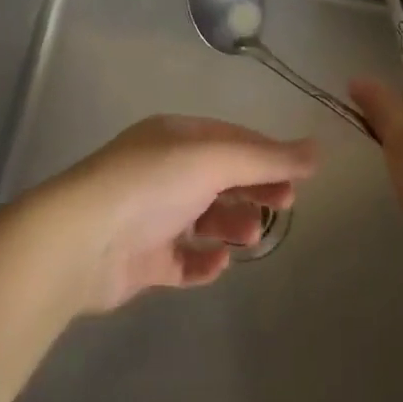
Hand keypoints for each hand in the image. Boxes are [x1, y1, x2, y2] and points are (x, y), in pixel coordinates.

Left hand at [49, 116, 318, 311]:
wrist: (83, 239)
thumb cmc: (153, 183)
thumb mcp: (214, 159)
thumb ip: (267, 158)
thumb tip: (319, 150)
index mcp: (176, 137)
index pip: (231, 139)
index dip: (267, 154)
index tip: (299, 176)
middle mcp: (164, 170)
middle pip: (220, 177)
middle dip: (253, 188)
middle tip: (285, 204)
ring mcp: (152, 215)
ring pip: (204, 218)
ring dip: (231, 224)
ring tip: (249, 235)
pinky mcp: (143, 258)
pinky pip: (183, 259)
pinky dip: (204, 261)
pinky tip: (218, 264)